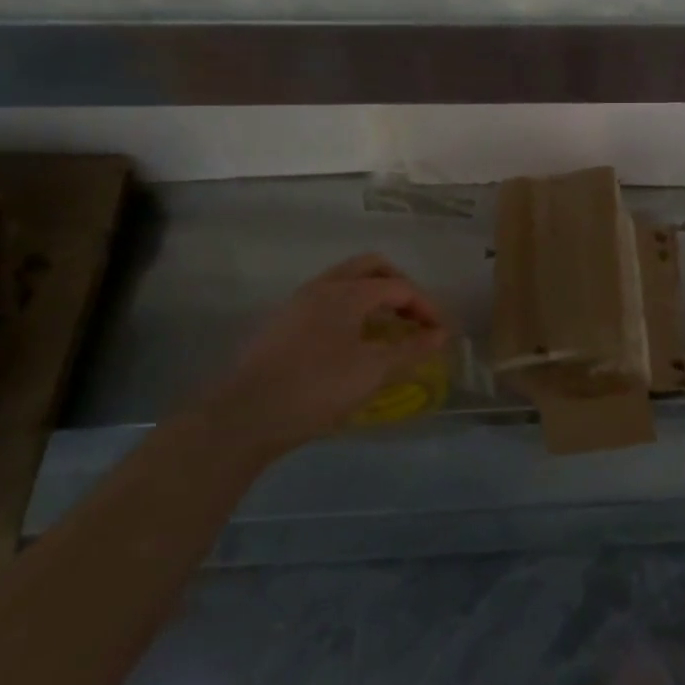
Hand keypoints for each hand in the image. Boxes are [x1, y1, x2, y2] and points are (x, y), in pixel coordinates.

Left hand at [201, 254, 448, 456]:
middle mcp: (324, 286)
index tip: (440, 332)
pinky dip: (351, 308)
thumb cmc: (317, 388)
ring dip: (373, 295)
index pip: (399, 286)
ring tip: (387, 327)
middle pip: (372, 267)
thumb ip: (411, 349)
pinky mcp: (283, 322)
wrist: (243, 417)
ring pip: (346, 280)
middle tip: (414, 316)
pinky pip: (328, 299)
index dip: (426, 306)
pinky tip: (354, 340)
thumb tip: (441, 334)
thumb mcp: (373, 371)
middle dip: (399, 287)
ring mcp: (299, 302)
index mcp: (348, 292)